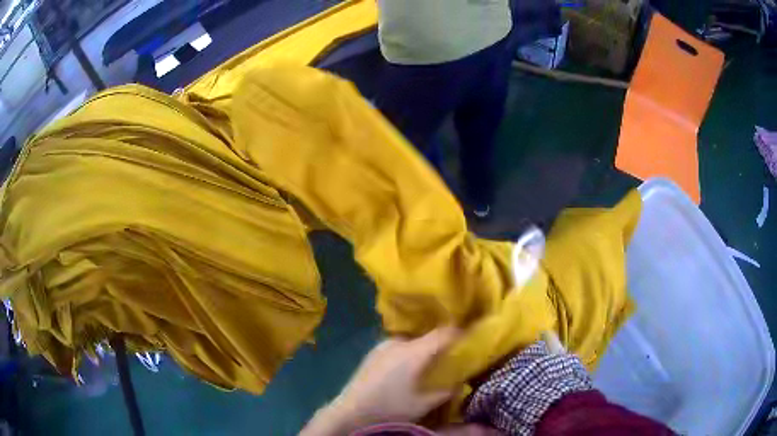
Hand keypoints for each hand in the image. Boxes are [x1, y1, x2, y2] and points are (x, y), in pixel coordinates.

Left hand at [301, 327, 459, 435]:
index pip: (445, 333)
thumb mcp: (424, 403)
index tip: (473, 340)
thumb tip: (460, 380)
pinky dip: (409, 354)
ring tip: (429, 366)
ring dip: (424, 350)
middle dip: (442, 345)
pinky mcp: (373, 352)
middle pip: (429, 336)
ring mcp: (382, 345)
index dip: (462, 334)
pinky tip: (407, 370)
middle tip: (451, 358)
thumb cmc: (390, 408)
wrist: (350, 412)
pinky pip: (399, 347)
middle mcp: (398, 342)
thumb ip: (447, 390)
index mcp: (413, 351)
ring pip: (413, 342)